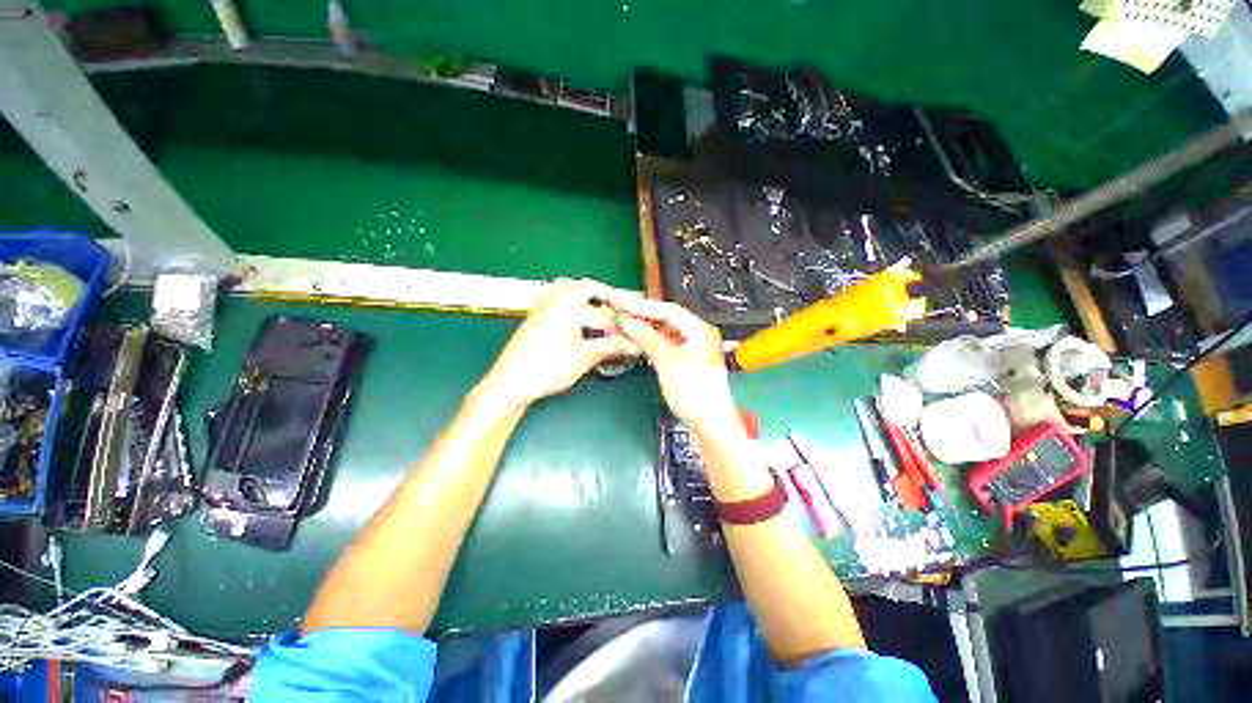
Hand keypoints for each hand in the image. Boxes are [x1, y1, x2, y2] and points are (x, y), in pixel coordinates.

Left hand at [479, 279, 640, 409]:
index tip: (632, 332)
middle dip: (606, 295)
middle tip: (621, 310)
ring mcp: (542, 307)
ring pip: (568, 287)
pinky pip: (556, 297)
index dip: (620, 324)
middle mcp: (554, 303)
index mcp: (566, 311)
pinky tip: (578, 318)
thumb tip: (634, 345)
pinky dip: (571, 301)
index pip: (602, 312)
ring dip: (587, 294)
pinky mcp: (536, 316)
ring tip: (601, 310)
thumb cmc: (545, 372)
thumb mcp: (580, 361)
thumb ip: (608, 348)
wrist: (508, 384)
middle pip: (585, 286)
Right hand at [598, 294, 737, 431]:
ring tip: (626, 326)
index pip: (668, 310)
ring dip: (647, 330)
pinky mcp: (687, 363)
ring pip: (666, 333)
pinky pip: (667, 345)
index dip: (643, 306)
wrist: (710, 424)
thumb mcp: (668, 363)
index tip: (622, 305)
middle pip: (668, 319)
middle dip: (644, 317)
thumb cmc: (694, 392)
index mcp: (699, 330)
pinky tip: (639, 343)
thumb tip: (628, 322)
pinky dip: (652, 343)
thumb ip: (648, 339)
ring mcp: (692, 349)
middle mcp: (697, 335)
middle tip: (620, 313)